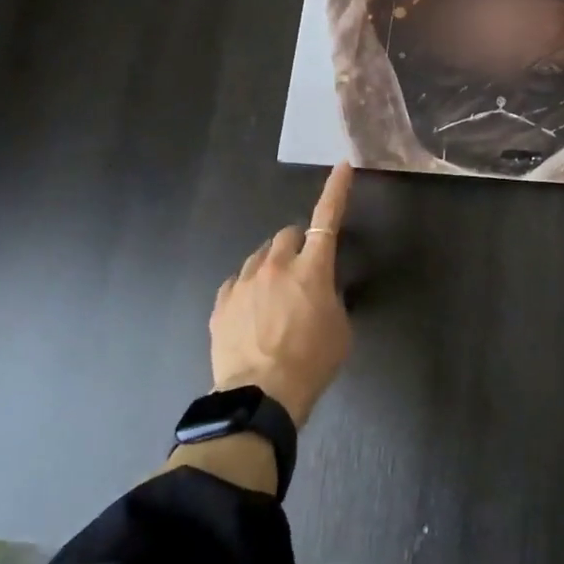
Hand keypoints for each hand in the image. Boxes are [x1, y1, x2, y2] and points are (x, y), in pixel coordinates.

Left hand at [209, 163, 353, 427]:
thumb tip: (320, 288)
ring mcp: (244, 282)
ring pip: (260, 257)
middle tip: (303, 273)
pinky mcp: (222, 303)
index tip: (342, 166)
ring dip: (271, 267)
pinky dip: (248, 289)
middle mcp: (276, 265)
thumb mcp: (340, 328)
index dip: (336, 190)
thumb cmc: (312, 362)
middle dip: (298, 246)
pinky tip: (252, 313)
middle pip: (287, 235)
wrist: (261, 396)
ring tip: (275, 300)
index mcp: (312, 269)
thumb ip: (331, 297)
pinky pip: (237, 282)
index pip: (328, 218)